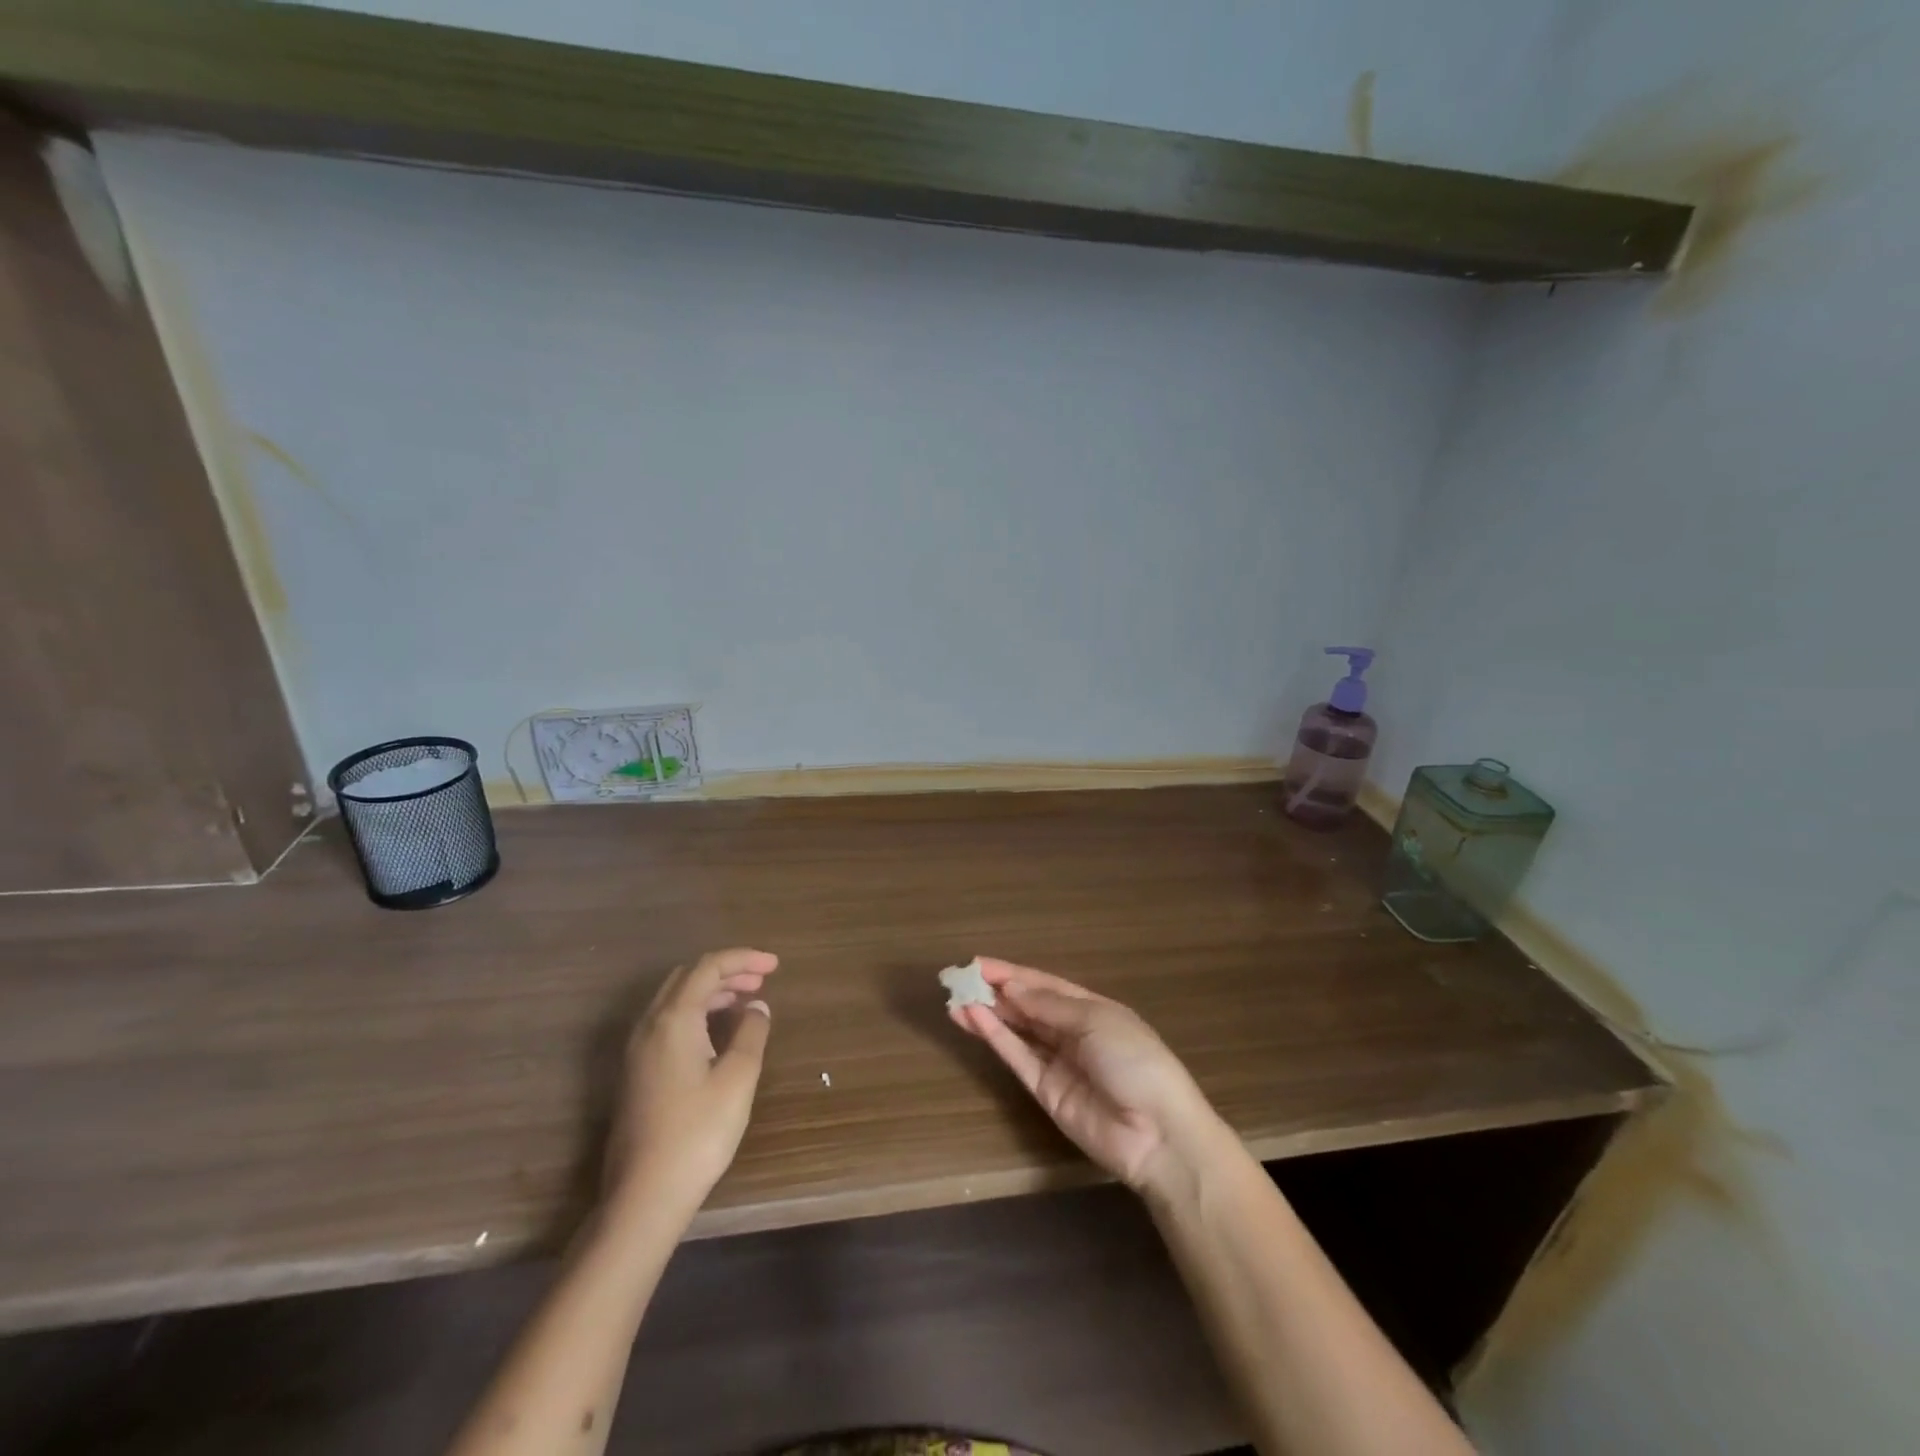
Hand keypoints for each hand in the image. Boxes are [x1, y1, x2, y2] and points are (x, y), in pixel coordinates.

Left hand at [605, 948, 778, 1224]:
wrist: (643, 1196)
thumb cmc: (697, 1133)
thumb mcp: (738, 1079)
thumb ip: (751, 1033)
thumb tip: (757, 1007)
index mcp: (674, 1019)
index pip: (709, 967)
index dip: (743, 959)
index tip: (775, 965)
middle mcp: (650, 1025)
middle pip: (688, 978)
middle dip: (727, 972)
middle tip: (762, 981)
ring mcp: (638, 1050)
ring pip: (676, 1000)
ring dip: (712, 992)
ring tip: (747, 1003)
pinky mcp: (637, 1072)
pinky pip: (668, 1022)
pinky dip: (697, 1013)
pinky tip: (719, 1033)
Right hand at [950, 958, 1227, 1196]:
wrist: (1157, 1134)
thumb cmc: (1135, 1061)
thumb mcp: (1096, 1021)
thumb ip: (1050, 1005)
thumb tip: (1011, 987)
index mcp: (1092, 1009)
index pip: (1045, 985)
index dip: (1013, 973)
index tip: (978, 963)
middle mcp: (1072, 1032)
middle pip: (1027, 1006)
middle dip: (995, 991)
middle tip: (959, 979)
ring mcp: (1057, 1063)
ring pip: (1017, 1031)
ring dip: (988, 1014)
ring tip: (955, 999)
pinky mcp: (1045, 1091)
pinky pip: (1017, 1058)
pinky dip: (995, 1038)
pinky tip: (972, 1019)